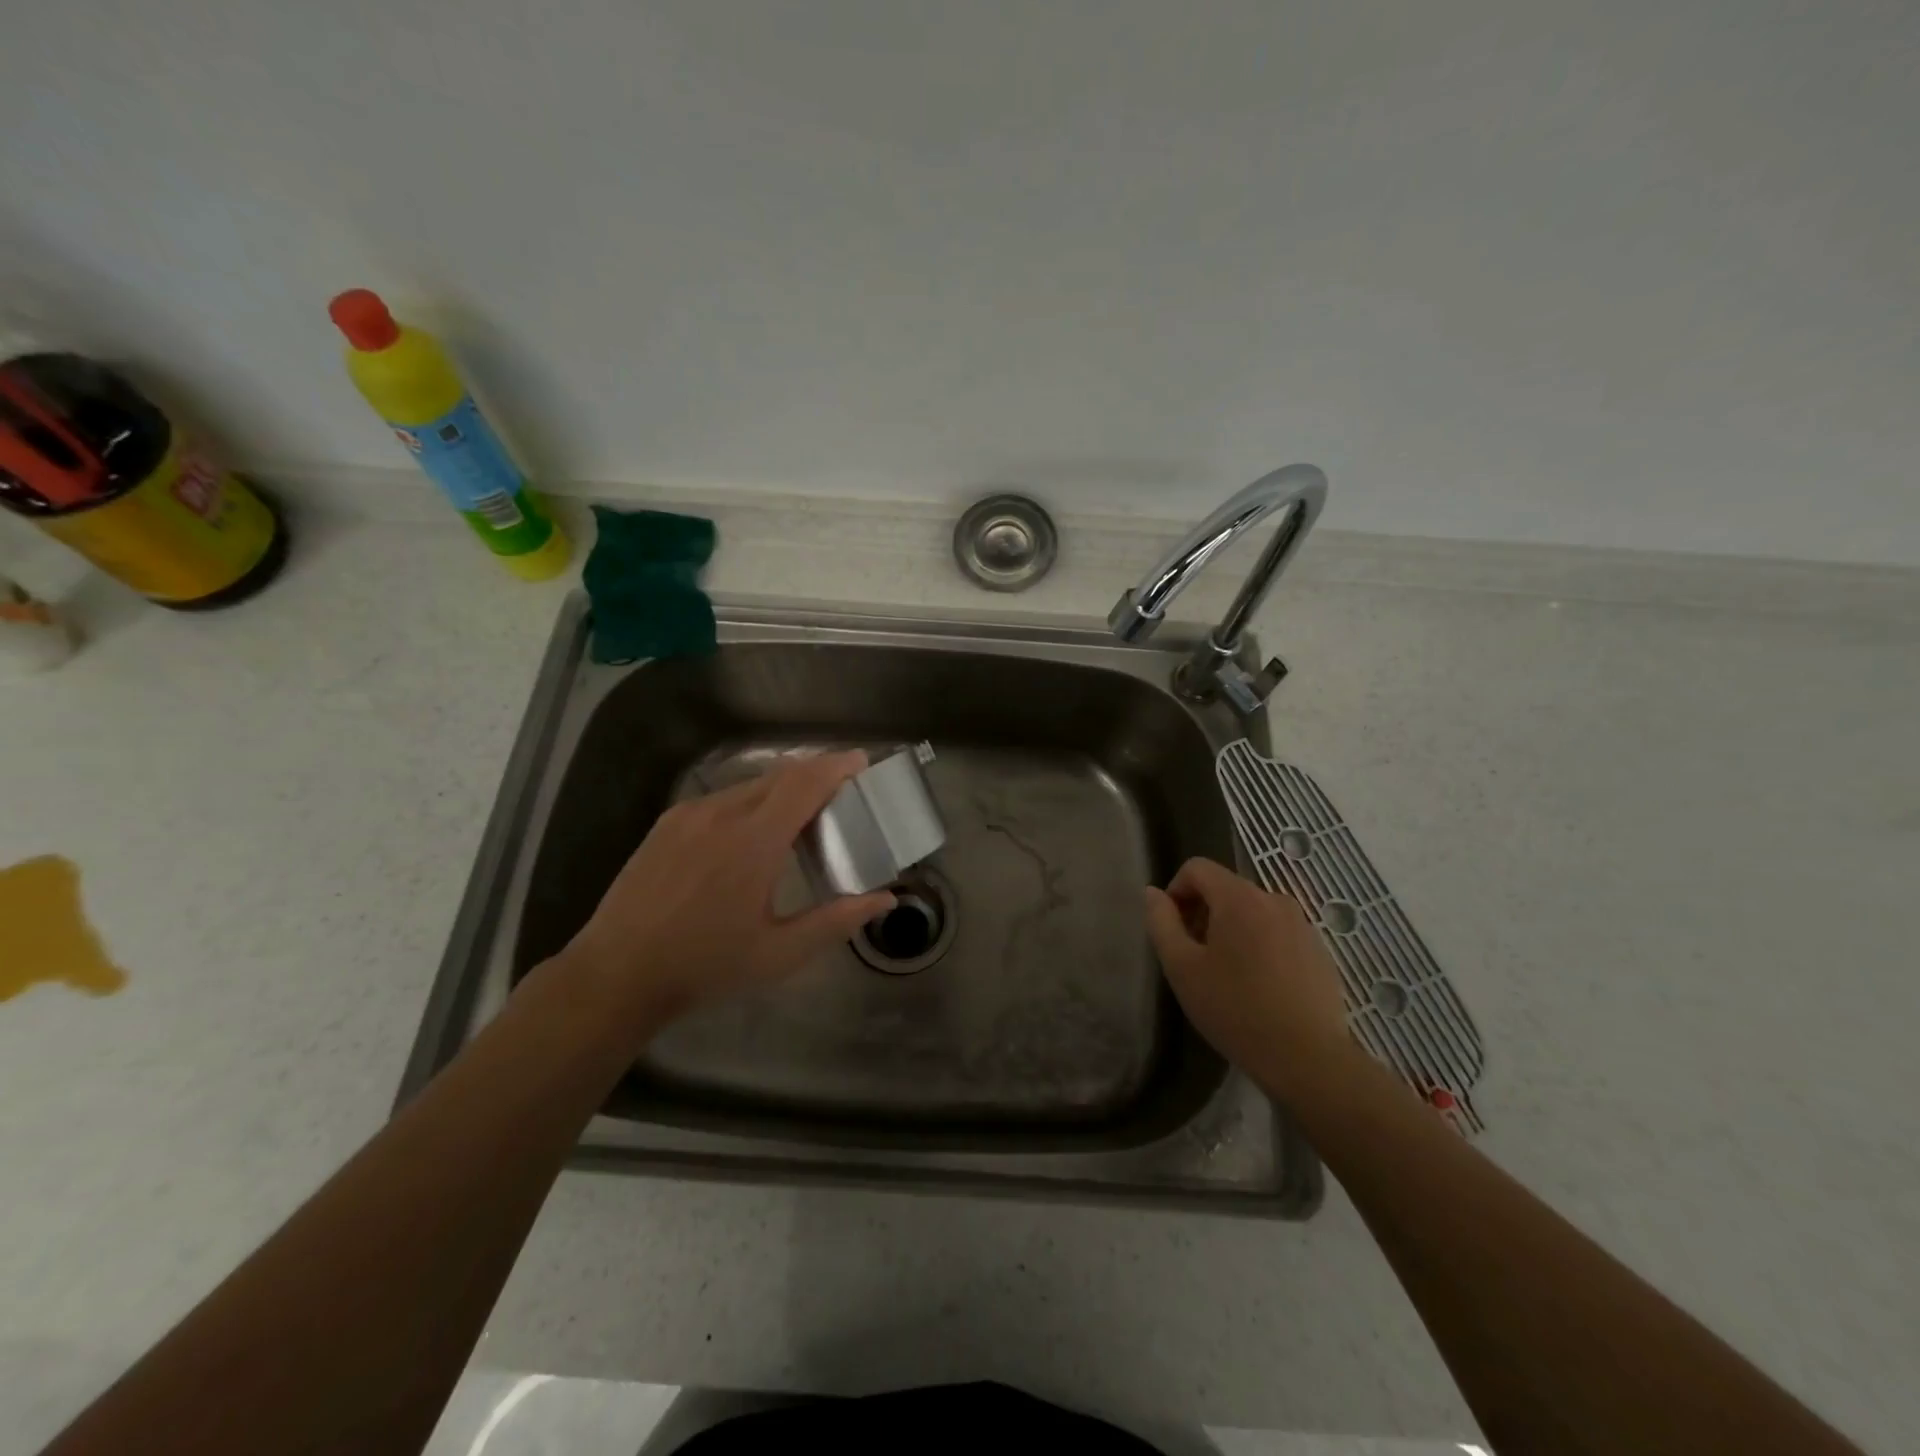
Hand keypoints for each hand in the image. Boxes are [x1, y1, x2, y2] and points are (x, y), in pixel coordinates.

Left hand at [558, 750, 894, 1038]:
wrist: (616, 974)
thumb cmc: (705, 966)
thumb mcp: (780, 953)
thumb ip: (837, 921)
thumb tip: (885, 901)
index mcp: (754, 841)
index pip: (804, 783)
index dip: (836, 766)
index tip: (861, 762)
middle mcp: (721, 814)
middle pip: (780, 776)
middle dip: (815, 776)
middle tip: (840, 794)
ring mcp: (689, 814)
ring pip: (749, 786)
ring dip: (781, 790)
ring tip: (799, 816)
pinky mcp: (667, 823)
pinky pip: (721, 799)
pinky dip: (750, 802)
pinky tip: (751, 833)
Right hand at [1144, 857, 1352, 1100]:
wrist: (1308, 1058)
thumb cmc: (1235, 1009)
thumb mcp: (1182, 967)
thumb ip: (1161, 922)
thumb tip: (1153, 893)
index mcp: (1239, 897)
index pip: (1197, 868)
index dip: (1176, 891)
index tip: (1173, 929)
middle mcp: (1274, 899)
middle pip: (1225, 888)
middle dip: (1203, 913)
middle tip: (1195, 957)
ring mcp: (1301, 924)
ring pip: (1252, 911)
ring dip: (1231, 930)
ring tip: (1227, 975)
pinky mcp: (1319, 950)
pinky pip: (1277, 932)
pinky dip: (1260, 945)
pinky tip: (1259, 987)